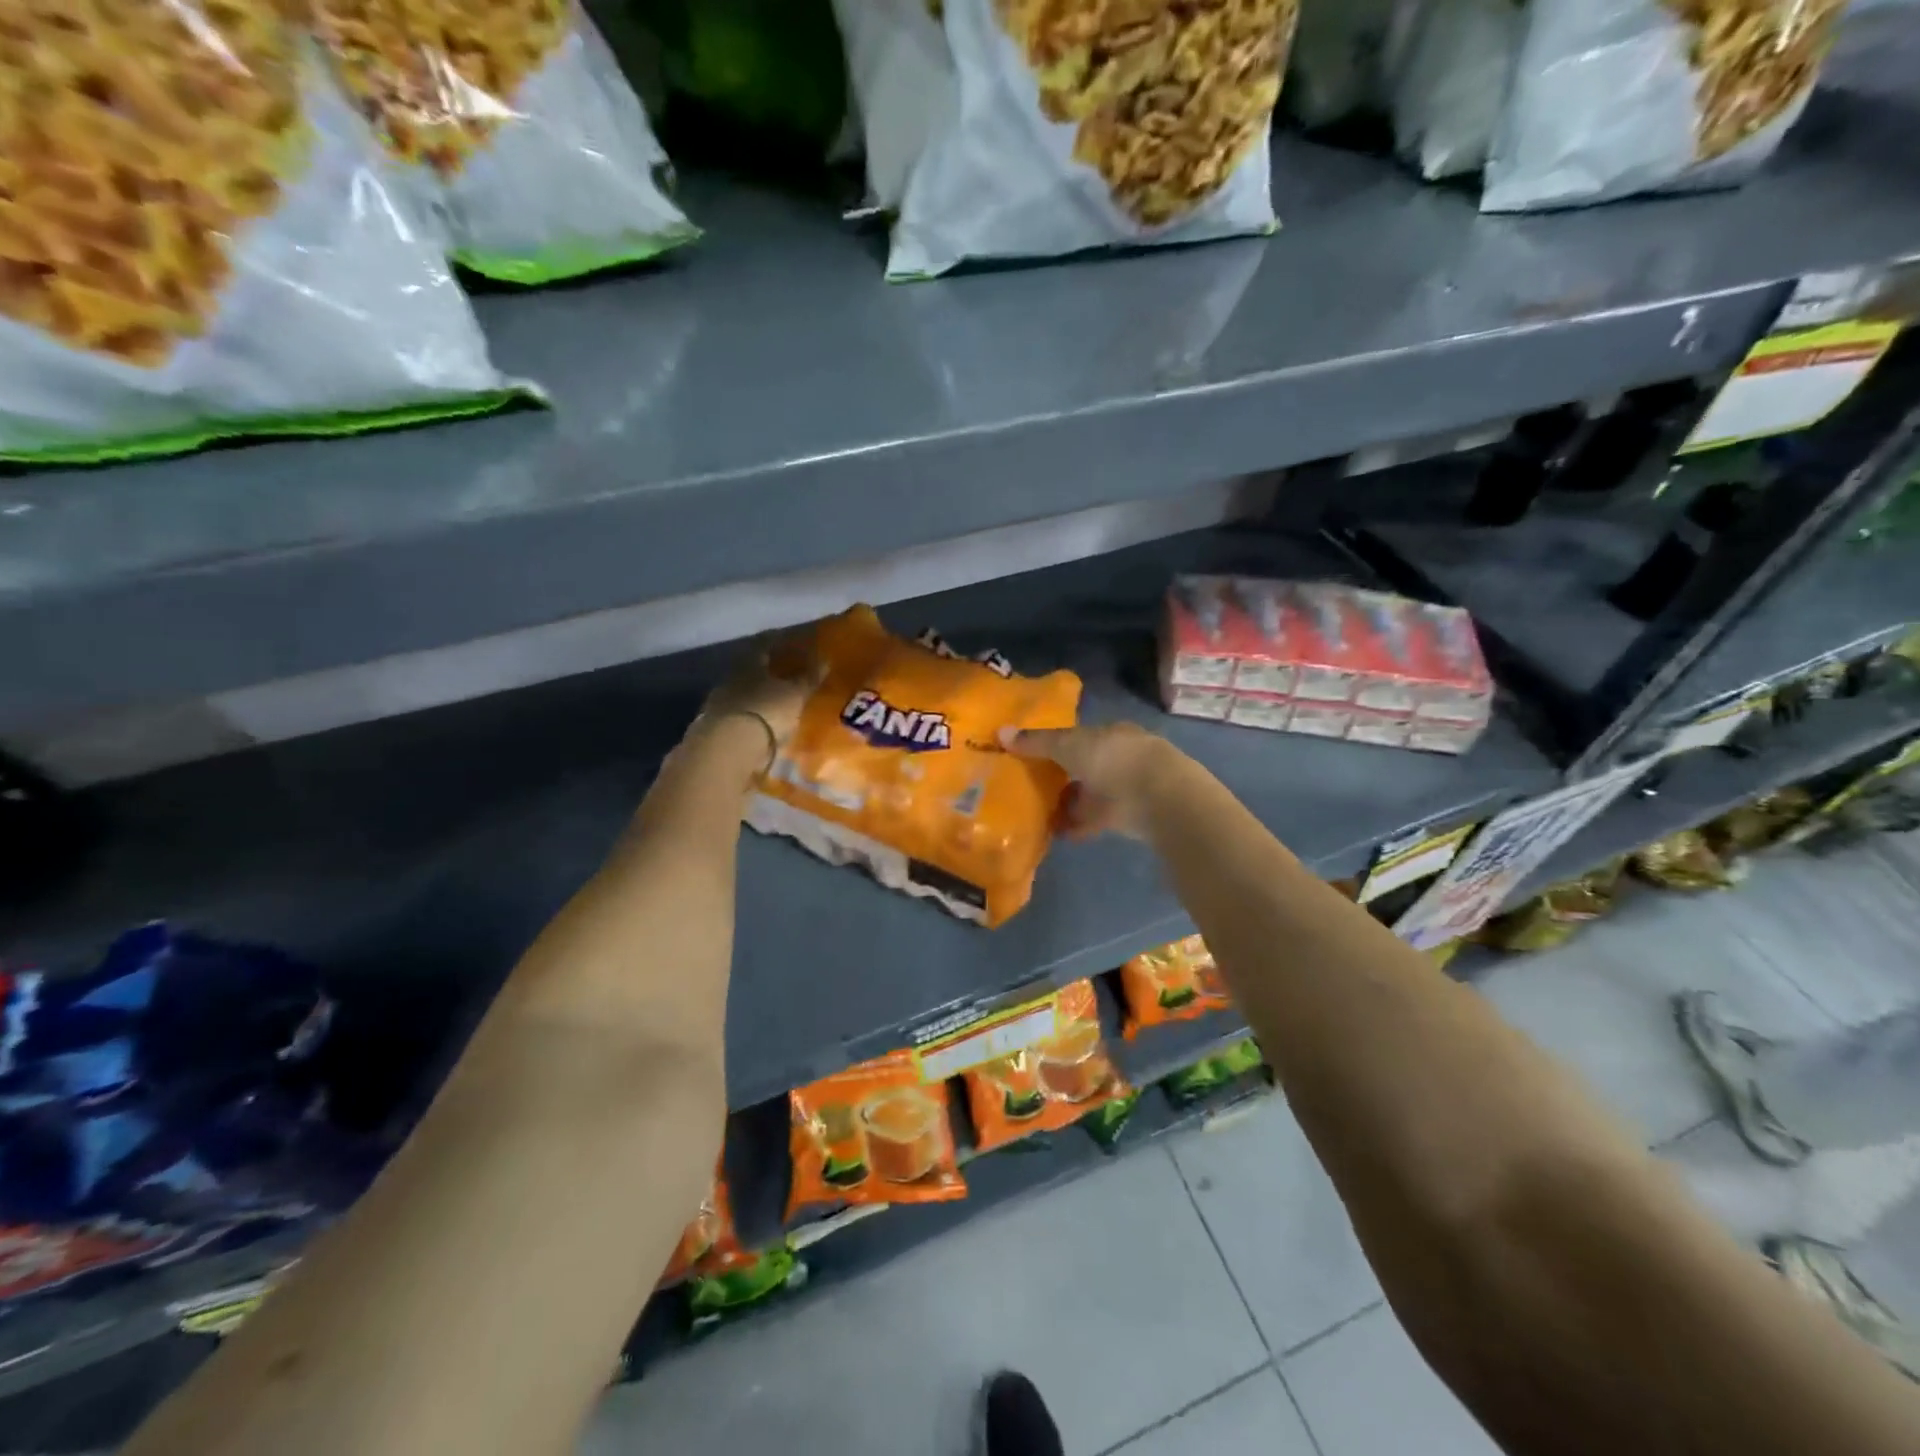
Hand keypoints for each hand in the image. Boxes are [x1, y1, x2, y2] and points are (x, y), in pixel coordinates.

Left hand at [691, 632, 820, 775]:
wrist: (730, 747)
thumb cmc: (767, 711)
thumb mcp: (795, 694)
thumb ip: (809, 678)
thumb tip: (824, 660)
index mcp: (749, 663)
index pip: (764, 645)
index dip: (778, 641)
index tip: (789, 640)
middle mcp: (731, 678)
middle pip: (750, 670)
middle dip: (767, 671)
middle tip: (786, 674)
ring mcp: (719, 703)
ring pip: (743, 693)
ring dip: (758, 697)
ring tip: (776, 703)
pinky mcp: (715, 728)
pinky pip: (739, 716)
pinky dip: (751, 718)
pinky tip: (762, 725)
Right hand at [1006, 722, 1184, 839]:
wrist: (1157, 797)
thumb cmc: (1112, 759)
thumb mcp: (1067, 745)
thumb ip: (1036, 742)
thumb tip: (1000, 732)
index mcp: (1111, 733)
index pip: (1081, 735)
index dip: (1057, 744)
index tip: (1033, 756)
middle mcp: (1120, 757)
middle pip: (1085, 765)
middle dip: (1062, 776)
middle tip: (1030, 787)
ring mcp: (1127, 788)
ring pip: (1090, 794)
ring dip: (1068, 804)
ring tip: (1037, 814)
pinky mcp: (1129, 817)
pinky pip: (1095, 820)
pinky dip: (1076, 826)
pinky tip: (1055, 834)